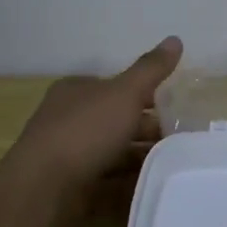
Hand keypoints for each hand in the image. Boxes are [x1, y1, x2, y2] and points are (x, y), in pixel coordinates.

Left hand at [8, 37, 183, 193]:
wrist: (44, 187)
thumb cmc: (85, 131)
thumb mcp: (124, 93)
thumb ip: (151, 70)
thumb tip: (175, 39)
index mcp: (76, 90)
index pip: (117, 87)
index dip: (147, 95)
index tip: (176, 108)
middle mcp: (69, 118)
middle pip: (116, 119)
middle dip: (148, 127)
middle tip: (182, 139)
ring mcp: (68, 153)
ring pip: (113, 149)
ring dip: (141, 155)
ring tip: (174, 162)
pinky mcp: (71, 184)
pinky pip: (107, 176)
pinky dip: (128, 178)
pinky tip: (151, 182)